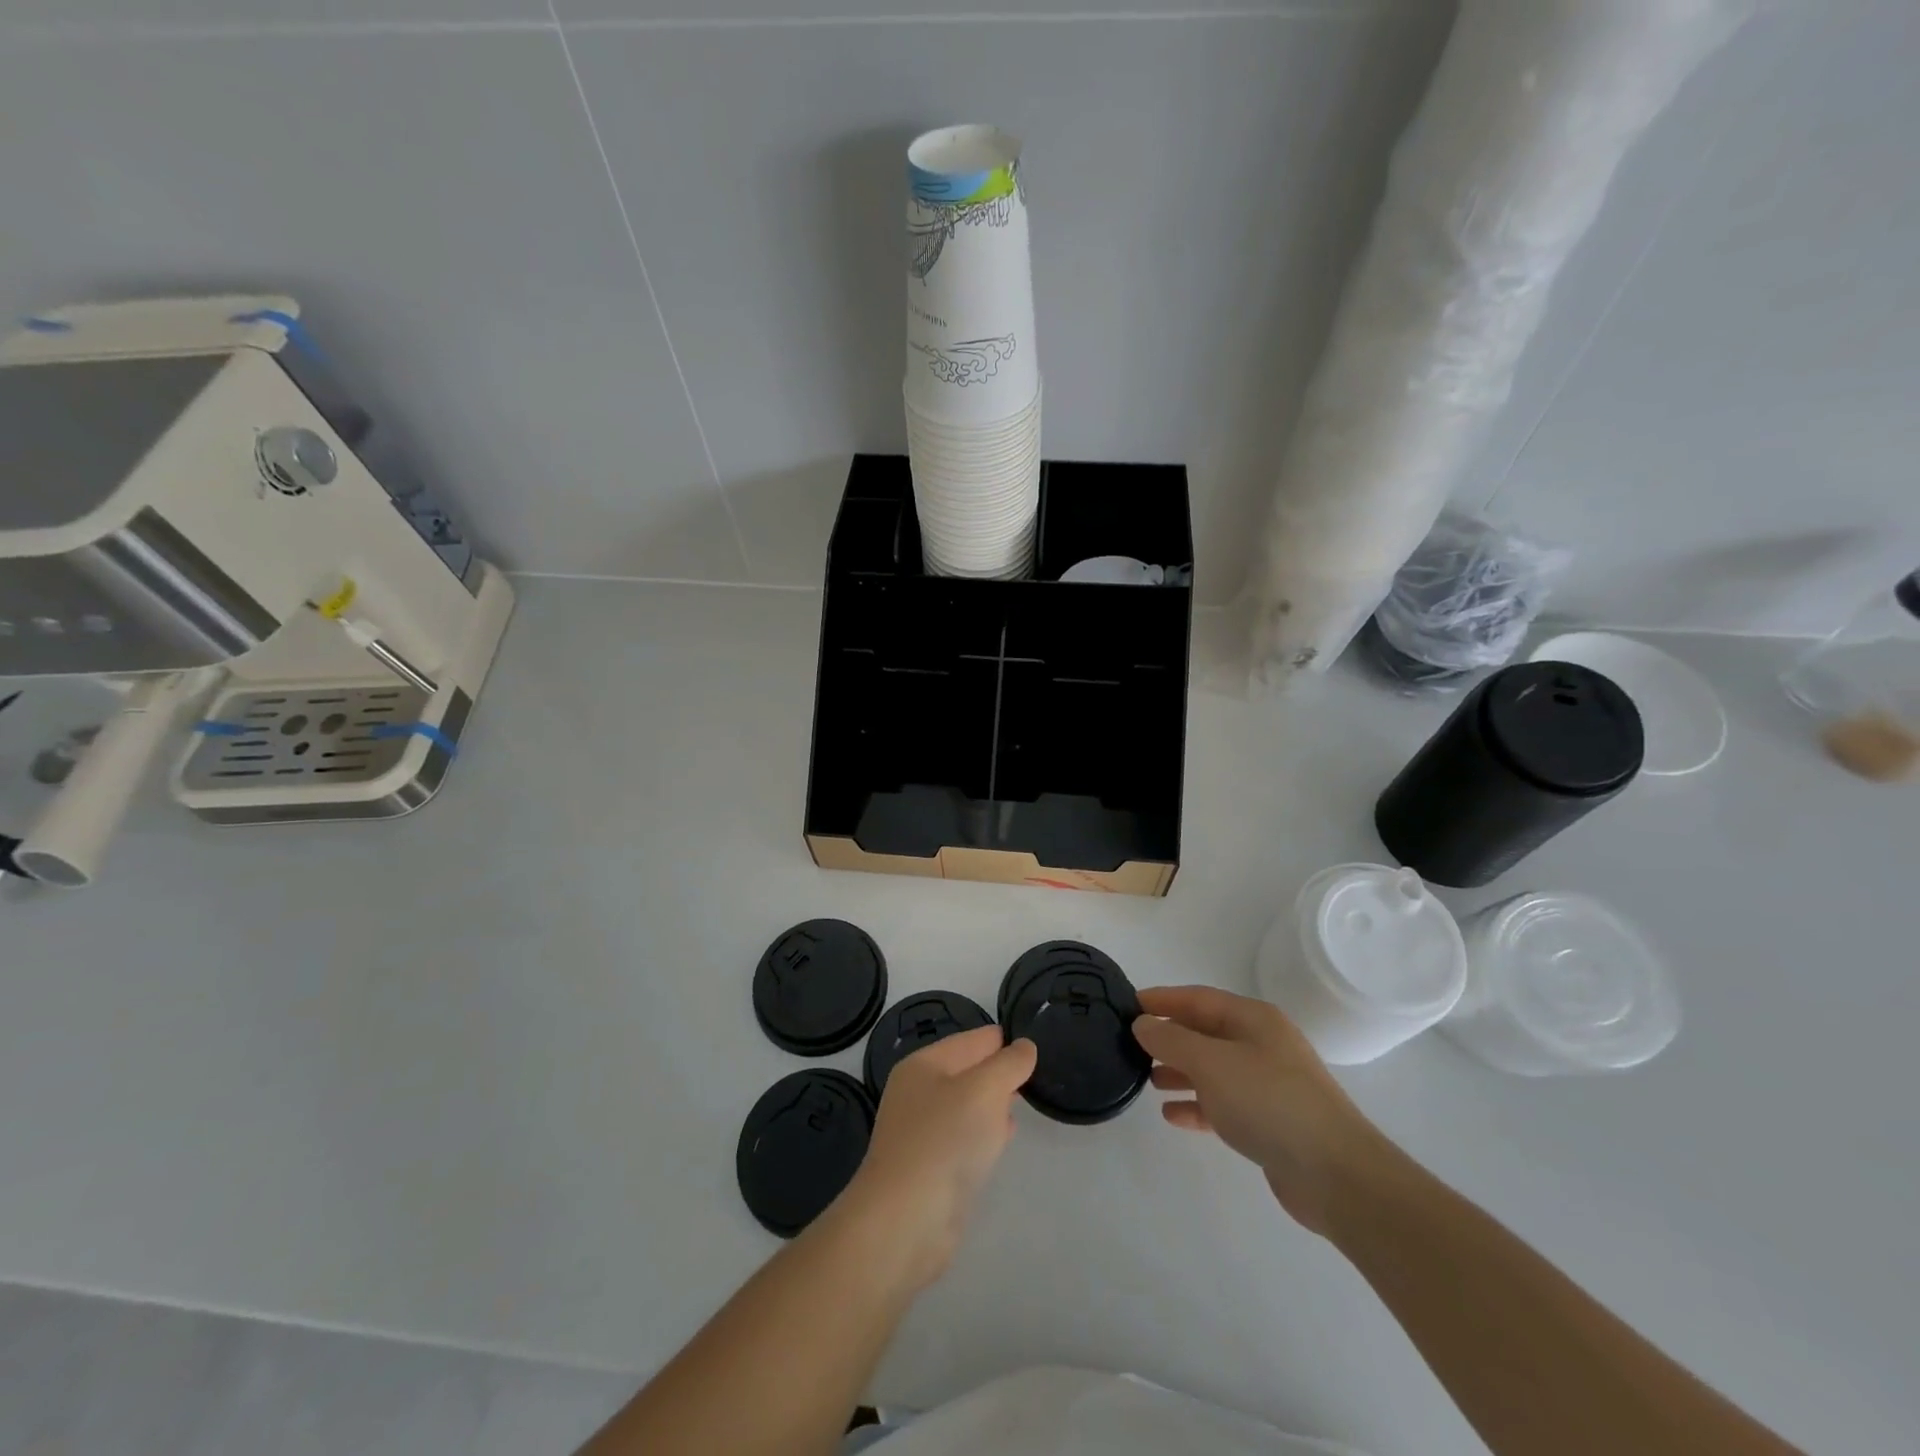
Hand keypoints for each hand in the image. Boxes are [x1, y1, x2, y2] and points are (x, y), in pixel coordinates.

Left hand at [833, 1027, 1035, 1289]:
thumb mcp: (985, 1090)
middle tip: (1033, 1072)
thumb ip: (1009, 1064)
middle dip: (998, 1071)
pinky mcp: (930, 1168)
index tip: (1033, 1043)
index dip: (1002, 1040)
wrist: (906, 1220)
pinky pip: (964, 1137)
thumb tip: (1025, 1047)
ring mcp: (922, 1132)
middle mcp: (918, 1093)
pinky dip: (984, 1133)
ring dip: (992, 1102)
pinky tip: (1003, 1136)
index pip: (971, 1040)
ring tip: (1022, 1099)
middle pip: (967, 1071)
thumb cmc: (945, 1140)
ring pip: (966, 1106)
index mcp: (923, 1065)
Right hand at [1133, 986, 1389, 1235]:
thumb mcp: (1210, 1063)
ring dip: (1179, 1071)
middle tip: (1130, 1045)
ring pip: (1212, 1069)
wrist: (1335, 1174)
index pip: (1197, 998)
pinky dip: (1197, 1105)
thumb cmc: (1269, 1102)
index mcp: (1253, 1019)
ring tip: (1146, 1079)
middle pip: (1205, 1032)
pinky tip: (1172, 1115)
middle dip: (1169, 1037)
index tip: (1127, 1004)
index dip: (1162, 999)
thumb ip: (1171, 1040)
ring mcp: (1267, 1084)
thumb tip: (1143, 1023)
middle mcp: (1261, 1044)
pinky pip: (1223, 1104)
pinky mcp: (1269, 1122)